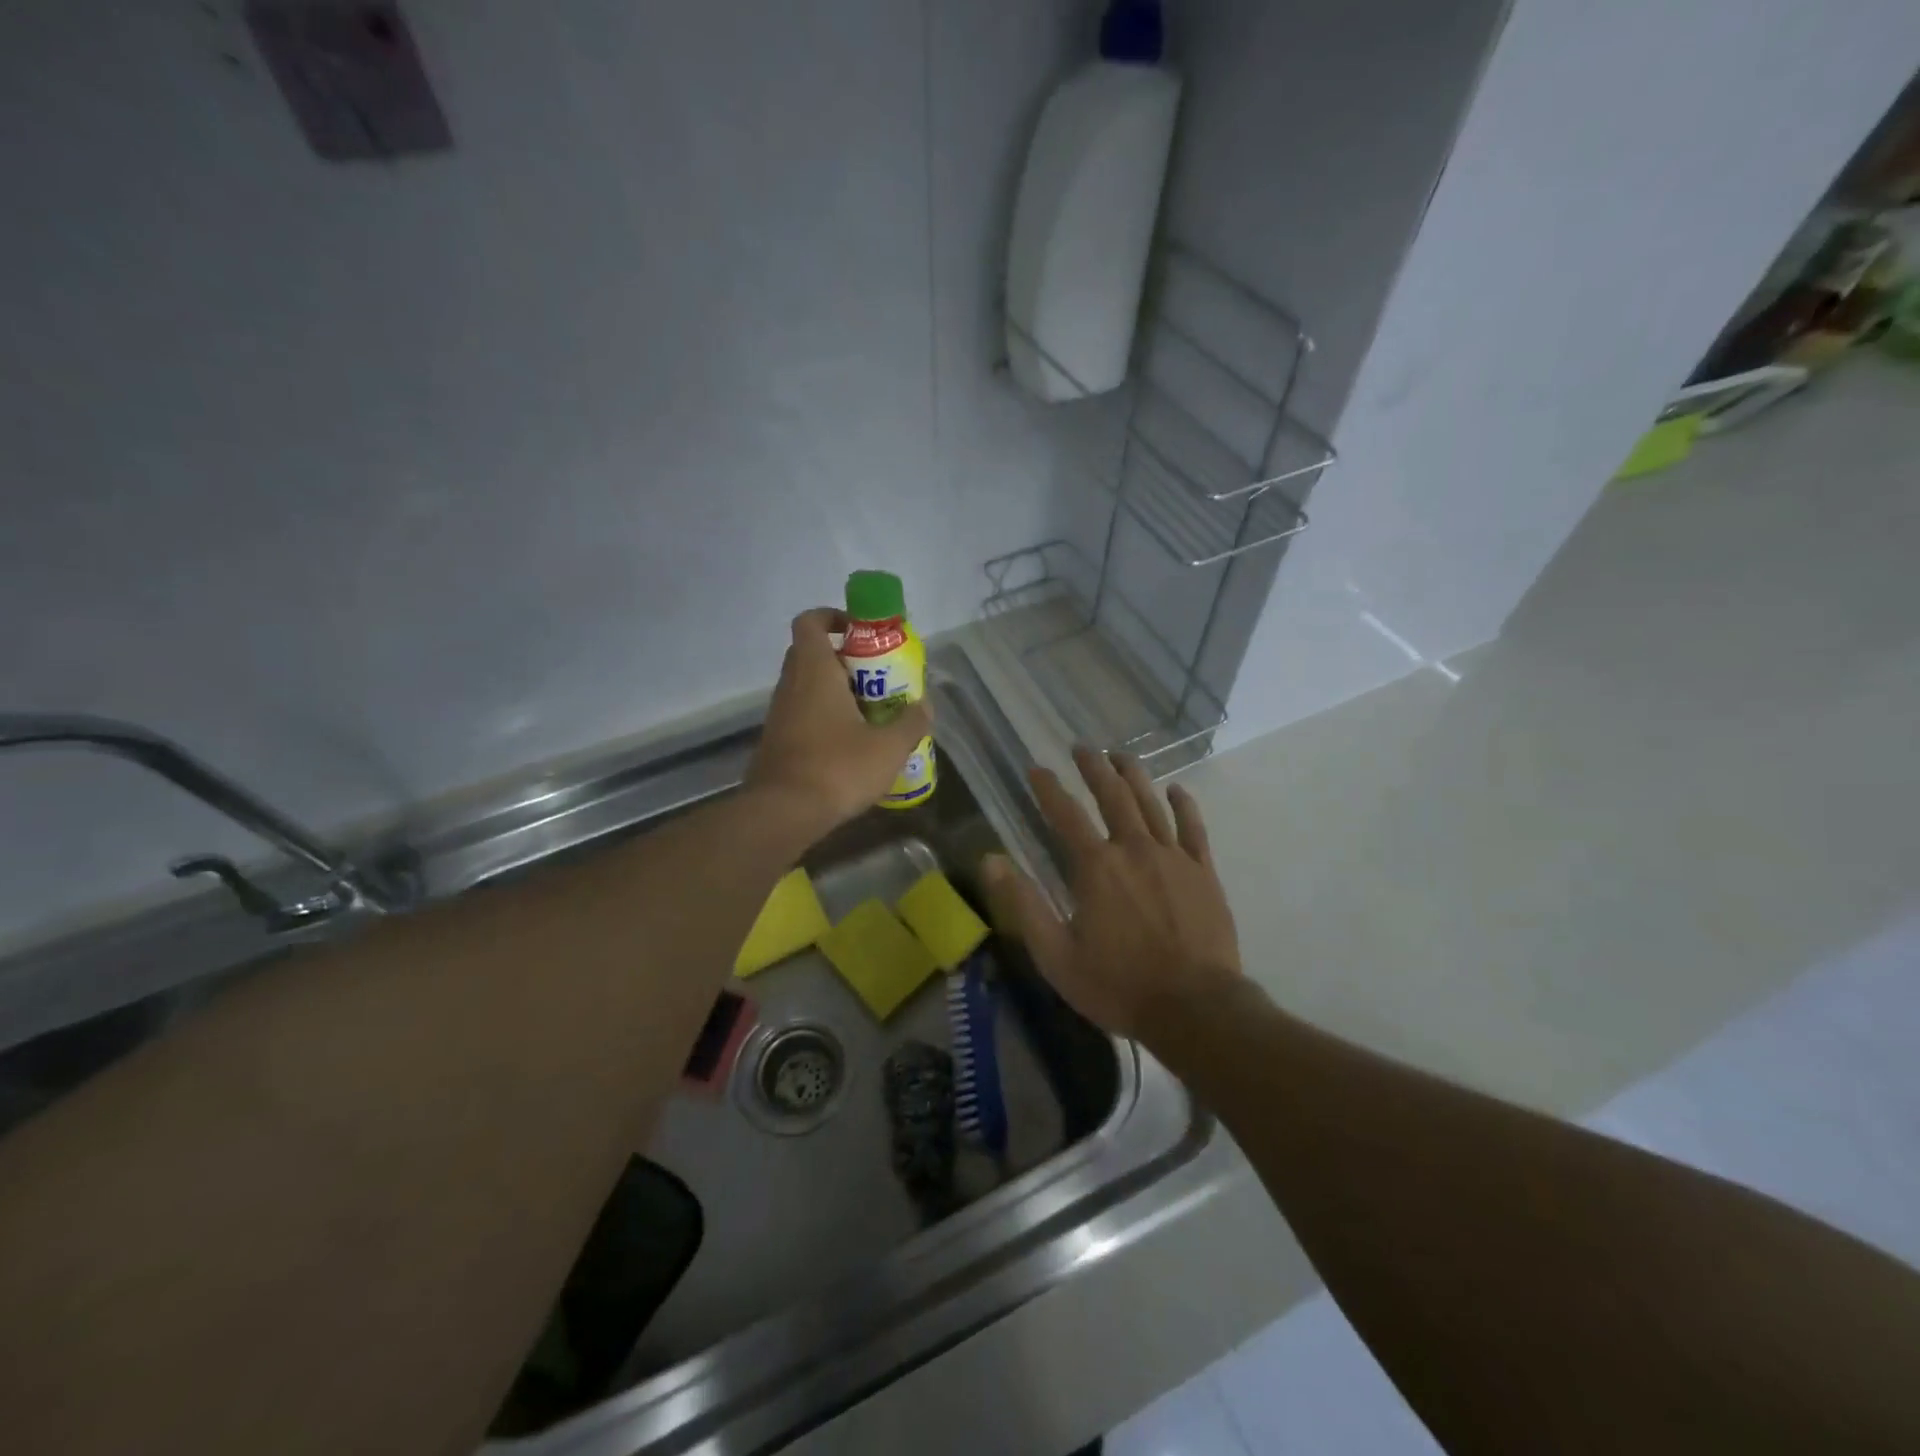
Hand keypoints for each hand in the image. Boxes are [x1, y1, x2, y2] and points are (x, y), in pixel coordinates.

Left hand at [746, 608, 932, 837]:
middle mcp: (791, 685)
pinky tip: (851, 746)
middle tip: (877, 677)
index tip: (859, 631)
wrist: (783, 813)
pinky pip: (803, 716)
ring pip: (807, 687)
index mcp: (815, 671)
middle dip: (844, 659)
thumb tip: (925, 707)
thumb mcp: (889, 747)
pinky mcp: (777, 742)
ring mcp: (780, 715)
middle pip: (811, 654)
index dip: (832, 616)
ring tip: (871, 714)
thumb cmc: (837, 768)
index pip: (810, 622)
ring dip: (836, 692)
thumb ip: (911, 722)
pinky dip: (825, 719)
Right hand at [984, 746, 1241, 1041]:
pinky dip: (1183, 805)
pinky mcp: (1203, 872)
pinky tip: (1176, 790)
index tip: (1035, 769)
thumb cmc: (1118, 985)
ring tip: (1120, 755)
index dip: (1047, 789)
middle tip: (1082, 748)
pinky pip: (1193, 828)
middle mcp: (1133, 849)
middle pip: (1112, 796)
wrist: (1194, 1008)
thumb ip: (1024, 903)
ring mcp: (1173, 857)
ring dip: (1133, 775)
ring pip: (1151, 803)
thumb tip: (990, 859)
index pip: (1065, 814)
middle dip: (1093, 768)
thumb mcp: (1056, 954)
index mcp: (1096, 867)